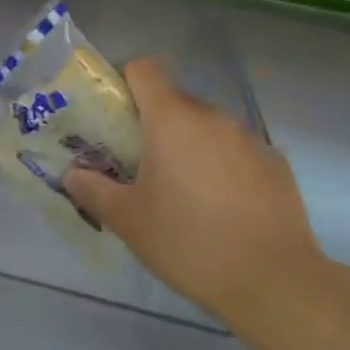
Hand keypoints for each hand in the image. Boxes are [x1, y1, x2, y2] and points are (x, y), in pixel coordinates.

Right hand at [64, 58, 329, 330]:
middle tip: (136, 165)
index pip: (144, 69)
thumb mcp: (127, 220)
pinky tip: (218, 208)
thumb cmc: (187, 241)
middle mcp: (213, 118)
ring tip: (179, 192)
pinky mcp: (275, 165)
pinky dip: (220, 167)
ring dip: (187, 147)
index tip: (112, 117)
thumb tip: (73, 175)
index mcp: (172, 120)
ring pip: (206, 128)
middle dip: (151, 125)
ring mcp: (249, 140)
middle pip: (174, 101)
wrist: (273, 280)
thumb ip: (94, 190)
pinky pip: (235, 152)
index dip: (124, 83)